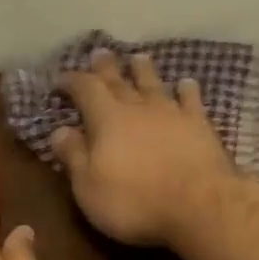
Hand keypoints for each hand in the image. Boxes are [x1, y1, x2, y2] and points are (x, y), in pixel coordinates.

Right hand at [52, 48, 237, 246]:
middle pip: (119, 79)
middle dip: (105, 66)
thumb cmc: (135, 201)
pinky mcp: (199, 125)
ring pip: (153, 83)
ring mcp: (172, 113)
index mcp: (106, 119)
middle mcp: (138, 107)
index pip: (85, 89)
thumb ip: (73, 156)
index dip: (71, 81)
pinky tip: (185, 83)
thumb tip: (59, 130)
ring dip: (143, 69)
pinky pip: (190, 99)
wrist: (199, 206)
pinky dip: (186, 89)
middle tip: (99, 53)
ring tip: (137, 57)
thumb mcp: (88, 187)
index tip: (60, 79)